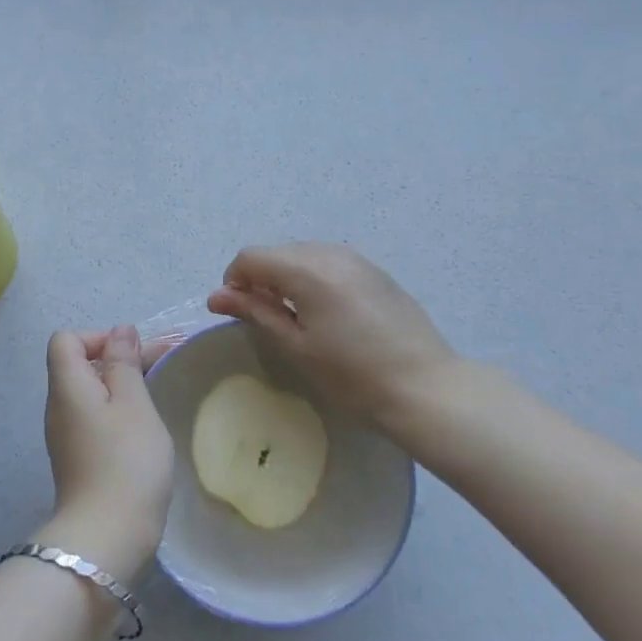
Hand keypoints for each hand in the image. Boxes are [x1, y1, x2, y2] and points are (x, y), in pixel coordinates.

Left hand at [35, 326, 173, 583]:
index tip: (133, 354)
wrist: (107, 538)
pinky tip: (146, 425)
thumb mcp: (133, 403)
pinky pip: (94, 418)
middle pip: (80, 365)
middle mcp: (59, 407)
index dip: (99, 337)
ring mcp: (66, 436)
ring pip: (91, 393)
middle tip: (165, 363)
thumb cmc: (126, 461)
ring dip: (123, 385)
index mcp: (67, 386)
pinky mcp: (78, 459)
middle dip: (121, 358)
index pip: (67, 340)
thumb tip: (120, 332)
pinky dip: (118, 411)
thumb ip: (125, 363)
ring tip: (161, 390)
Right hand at [207, 243, 461, 437]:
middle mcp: (330, 252)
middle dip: (260, 278)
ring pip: (303, 255)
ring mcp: (357, 259)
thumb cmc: (352, 375)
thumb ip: (255, 312)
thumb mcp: (296, 346)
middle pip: (277, 252)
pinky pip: (329, 263)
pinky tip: (326, 313)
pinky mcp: (375, 271)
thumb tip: (216, 296)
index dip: (234, 281)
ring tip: (295, 317)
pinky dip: (313, 278)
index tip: (236, 311)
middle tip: (264, 318)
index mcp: (306, 269)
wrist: (425, 388)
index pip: (251, 257)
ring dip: (287, 277)